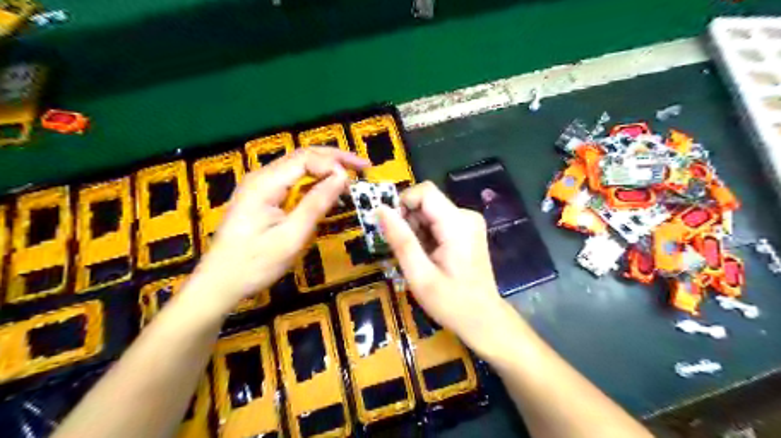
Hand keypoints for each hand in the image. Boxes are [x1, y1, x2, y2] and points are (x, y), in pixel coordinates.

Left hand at [192, 148, 368, 314]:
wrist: (218, 283)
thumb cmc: (254, 264)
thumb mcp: (291, 236)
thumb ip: (316, 204)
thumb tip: (342, 176)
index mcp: (265, 183)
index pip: (306, 158)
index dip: (334, 163)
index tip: (357, 177)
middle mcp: (261, 177)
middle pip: (302, 156)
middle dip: (334, 158)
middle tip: (363, 166)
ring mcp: (259, 186)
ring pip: (298, 165)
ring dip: (325, 166)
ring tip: (351, 174)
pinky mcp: (261, 196)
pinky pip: (292, 179)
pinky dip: (314, 179)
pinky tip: (327, 186)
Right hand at [381, 181, 517, 356]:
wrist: (484, 319)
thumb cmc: (452, 302)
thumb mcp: (419, 275)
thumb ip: (401, 240)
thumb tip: (380, 209)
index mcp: (457, 224)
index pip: (424, 191)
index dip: (403, 204)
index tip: (392, 229)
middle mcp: (466, 216)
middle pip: (426, 201)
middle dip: (408, 221)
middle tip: (404, 251)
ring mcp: (468, 222)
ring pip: (430, 211)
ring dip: (416, 230)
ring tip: (418, 258)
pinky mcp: (467, 229)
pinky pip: (438, 221)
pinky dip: (426, 234)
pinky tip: (428, 256)